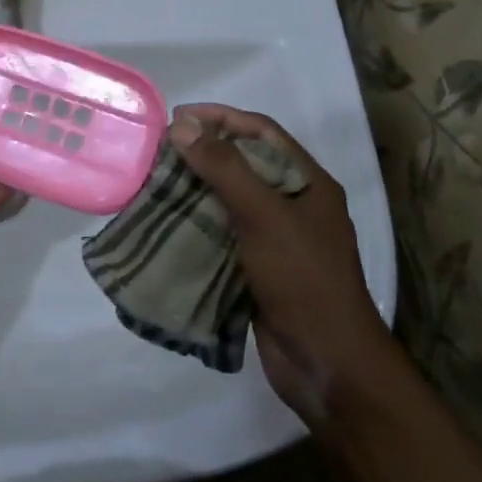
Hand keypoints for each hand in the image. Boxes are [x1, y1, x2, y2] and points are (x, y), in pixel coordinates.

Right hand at [169, 103, 396, 417]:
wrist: (326, 364)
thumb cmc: (303, 279)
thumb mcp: (264, 216)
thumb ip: (224, 168)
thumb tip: (183, 126)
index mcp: (308, 183)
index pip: (262, 132)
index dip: (221, 118)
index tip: (178, 118)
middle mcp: (294, 204)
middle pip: (244, 163)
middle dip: (203, 152)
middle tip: (160, 151)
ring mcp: (276, 238)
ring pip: (229, 199)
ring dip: (195, 188)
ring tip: (155, 182)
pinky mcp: (257, 267)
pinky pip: (222, 231)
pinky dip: (195, 222)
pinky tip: (167, 221)